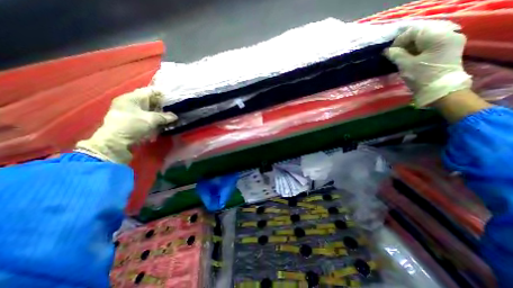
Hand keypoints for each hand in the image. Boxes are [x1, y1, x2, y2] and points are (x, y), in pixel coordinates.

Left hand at [76, 87, 177, 162]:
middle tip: (176, 109)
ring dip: (161, 114)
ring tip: (172, 117)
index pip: (150, 91)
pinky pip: (149, 118)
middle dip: (164, 105)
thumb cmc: (132, 126)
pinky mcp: (135, 122)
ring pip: (151, 111)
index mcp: (131, 98)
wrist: (117, 143)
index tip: (174, 98)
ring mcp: (133, 113)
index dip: (163, 94)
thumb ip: (164, 117)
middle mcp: (131, 103)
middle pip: (151, 101)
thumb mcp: (150, 119)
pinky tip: (165, 123)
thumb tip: (175, 116)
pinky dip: (157, 120)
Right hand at [385, 21, 471, 105]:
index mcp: (438, 36)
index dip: (400, 40)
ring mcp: (450, 42)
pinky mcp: (448, 50)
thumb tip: (387, 51)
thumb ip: (396, 55)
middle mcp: (448, 34)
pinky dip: (418, 49)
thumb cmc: (422, 77)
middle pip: (422, 33)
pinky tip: (410, 57)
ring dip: (411, 47)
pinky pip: (431, 44)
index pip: (415, 31)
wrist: (440, 90)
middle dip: (405, 43)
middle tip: (394, 54)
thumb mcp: (405, 65)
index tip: (389, 52)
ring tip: (400, 57)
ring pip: (425, 39)